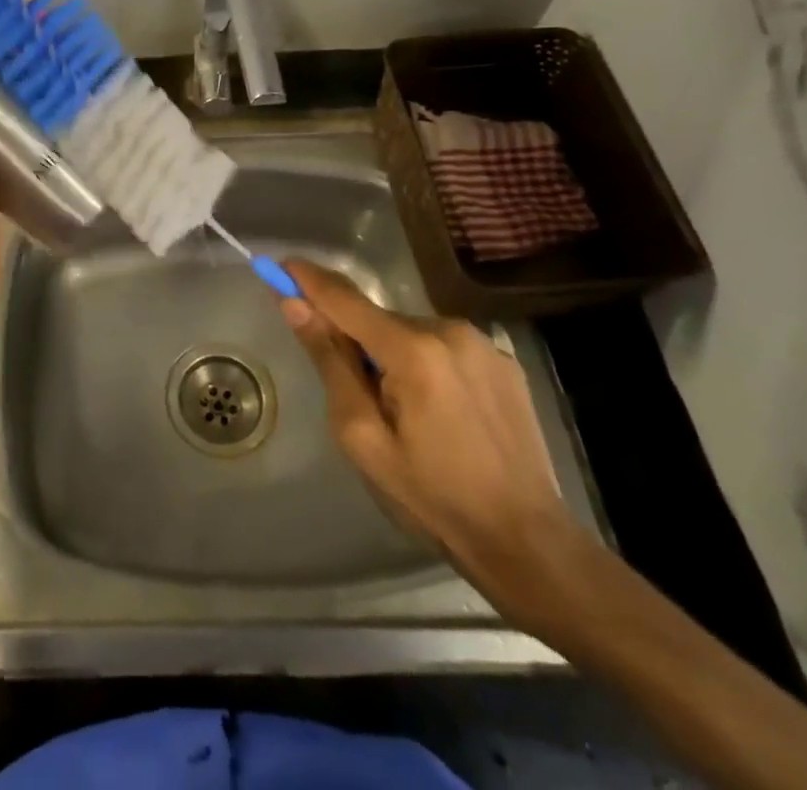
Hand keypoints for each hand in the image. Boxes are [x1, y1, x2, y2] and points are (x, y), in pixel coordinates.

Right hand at [279, 259, 581, 611]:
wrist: (527, 542)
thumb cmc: (432, 497)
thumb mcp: (362, 436)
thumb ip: (329, 362)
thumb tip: (296, 306)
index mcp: (413, 349)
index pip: (345, 299)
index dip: (308, 280)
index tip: (279, 265)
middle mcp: (450, 329)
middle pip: (378, 319)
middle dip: (355, 340)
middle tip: (354, 396)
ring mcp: (483, 344)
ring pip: (411, 333)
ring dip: (392, 354)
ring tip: (404, 414)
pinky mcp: (504, 362)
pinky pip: (444, 348)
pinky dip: (426, 364)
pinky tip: (439, 413)